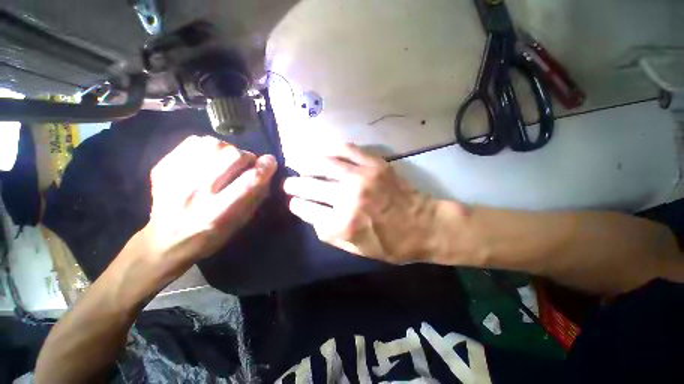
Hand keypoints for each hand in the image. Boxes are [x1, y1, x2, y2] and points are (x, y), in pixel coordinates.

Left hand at [141, 135, 276, 273]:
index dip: (265, 167)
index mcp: (218, 212)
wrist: (165, 241)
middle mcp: (196, 193)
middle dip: (247, 156)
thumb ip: (255, 197)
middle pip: (232, 156)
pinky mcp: (163, 167)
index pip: (249, 181)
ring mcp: (176, 178)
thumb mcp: (240, 224)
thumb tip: (266, 172)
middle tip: (247, 164)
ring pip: (213, 144)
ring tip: (228, 160)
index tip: (270, 161)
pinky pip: (193, 142)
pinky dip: (208, 146)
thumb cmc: (210, 236)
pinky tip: (210, 157)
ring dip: (228, 150)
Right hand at [283, 143, 438, 263]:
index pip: (307, 210)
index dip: (297, 206)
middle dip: (294, 184)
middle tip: (289, 183)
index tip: (294, 202)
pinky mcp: (375, 164)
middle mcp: (348, 198)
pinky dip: (332, 148)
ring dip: (306, 163)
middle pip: (310, 186)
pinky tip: (324, 150)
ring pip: (324, 164)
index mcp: (343, 224)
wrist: (424, 225)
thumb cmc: (392, 244)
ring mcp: (362, 178)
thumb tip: (312, 216)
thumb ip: (331, 234)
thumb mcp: (358, 250)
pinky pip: (347, 149)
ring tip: (299, 163)